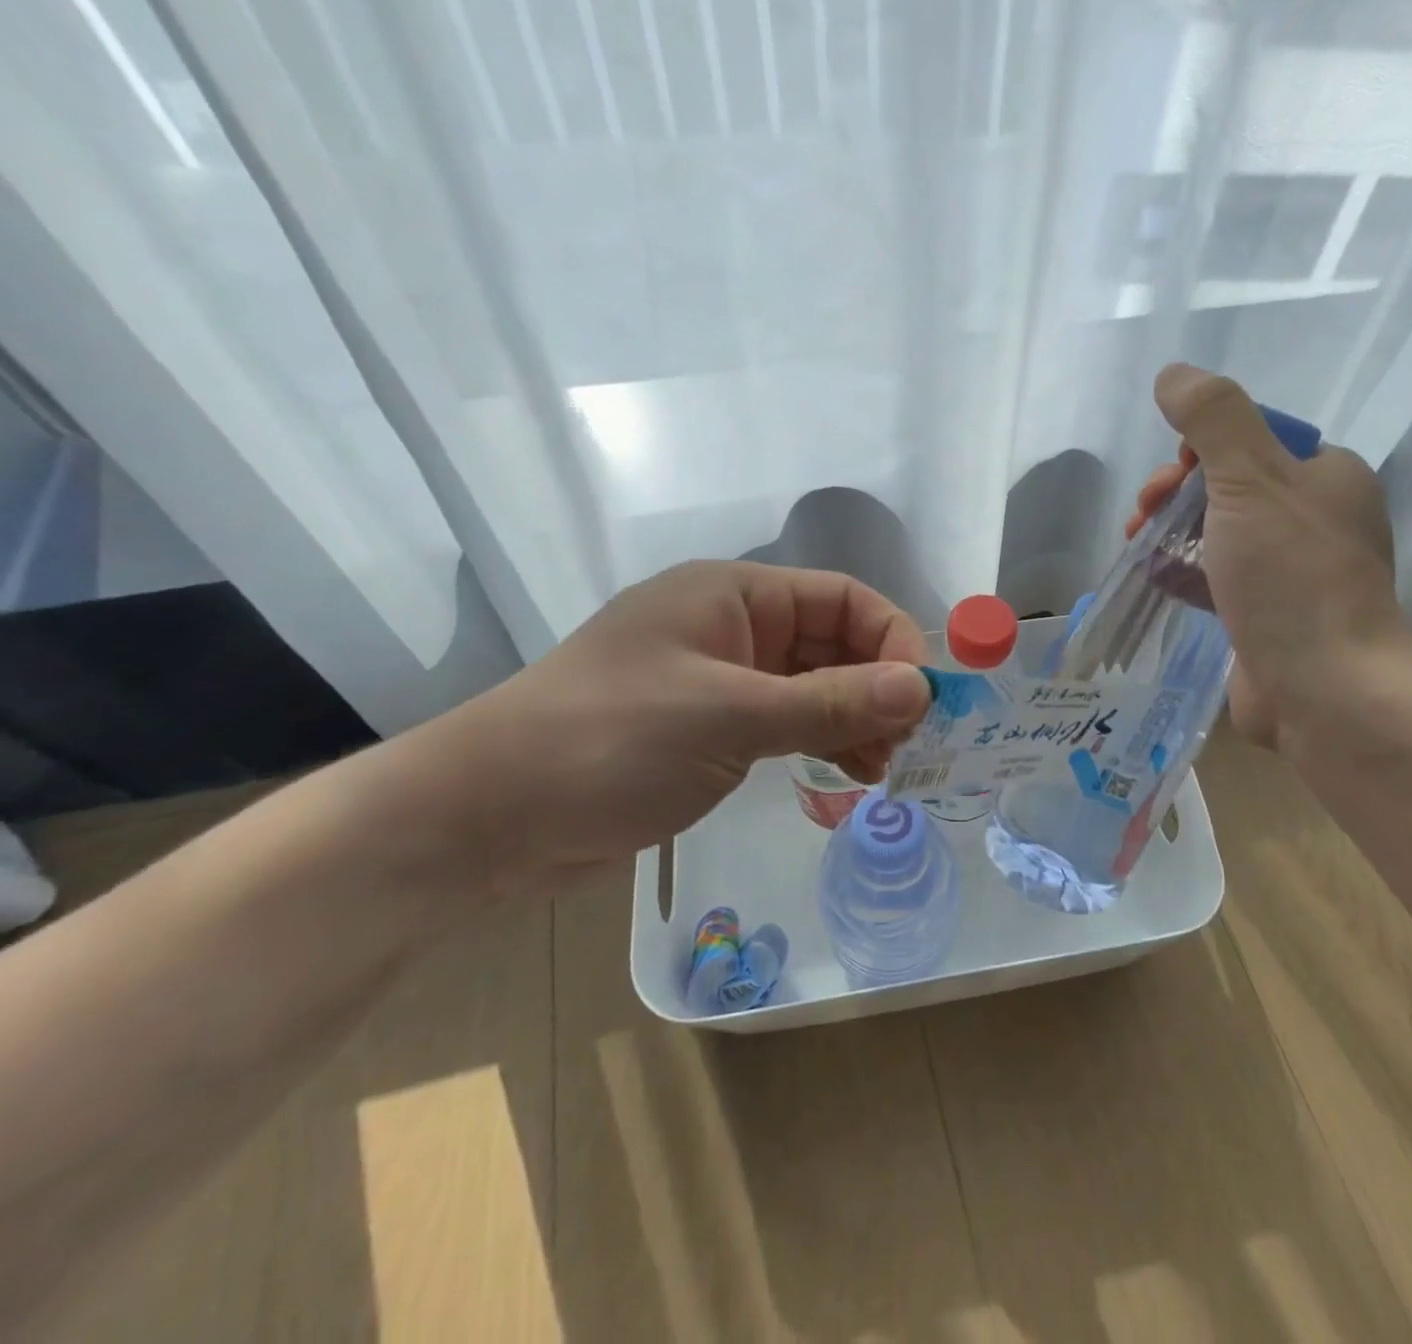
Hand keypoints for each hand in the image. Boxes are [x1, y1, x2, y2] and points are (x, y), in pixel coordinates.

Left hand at [428, 561, 930, 891]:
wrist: (487, 819)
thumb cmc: (609, 743)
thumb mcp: (730, 718)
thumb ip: (830, 702)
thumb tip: (922, 688)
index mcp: (733, 595)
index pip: (842, 597)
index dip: (892, 640)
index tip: (922, 698)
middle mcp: (731, 627)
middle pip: (832, 642)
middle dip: (876, 688)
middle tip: (904, 744)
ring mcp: (719, 680)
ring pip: (812, 687)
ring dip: (853, 720)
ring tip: (879, 769)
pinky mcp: (708, 729)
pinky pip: (784, 723)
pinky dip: (818, 743)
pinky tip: (842, 775)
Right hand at [1127, 364, 1411, 750]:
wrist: (1324, 691)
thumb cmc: (1291, 578)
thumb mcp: (1250, 481)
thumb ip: (1214, 419)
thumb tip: (1174, 373)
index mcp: (1327, 476)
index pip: (1255, 438)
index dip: (1203, 447)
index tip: (1173, 474)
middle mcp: (1316, 518)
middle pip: (1230, 485)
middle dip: (1177, 491)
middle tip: (1146, 512)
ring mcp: (1292, 572)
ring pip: (1219, 533)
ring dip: (1172, 530)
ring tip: (1137, 543)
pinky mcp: (1267, 615)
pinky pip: (1218, 578)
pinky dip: (1184, 571)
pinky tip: (1155, 577)